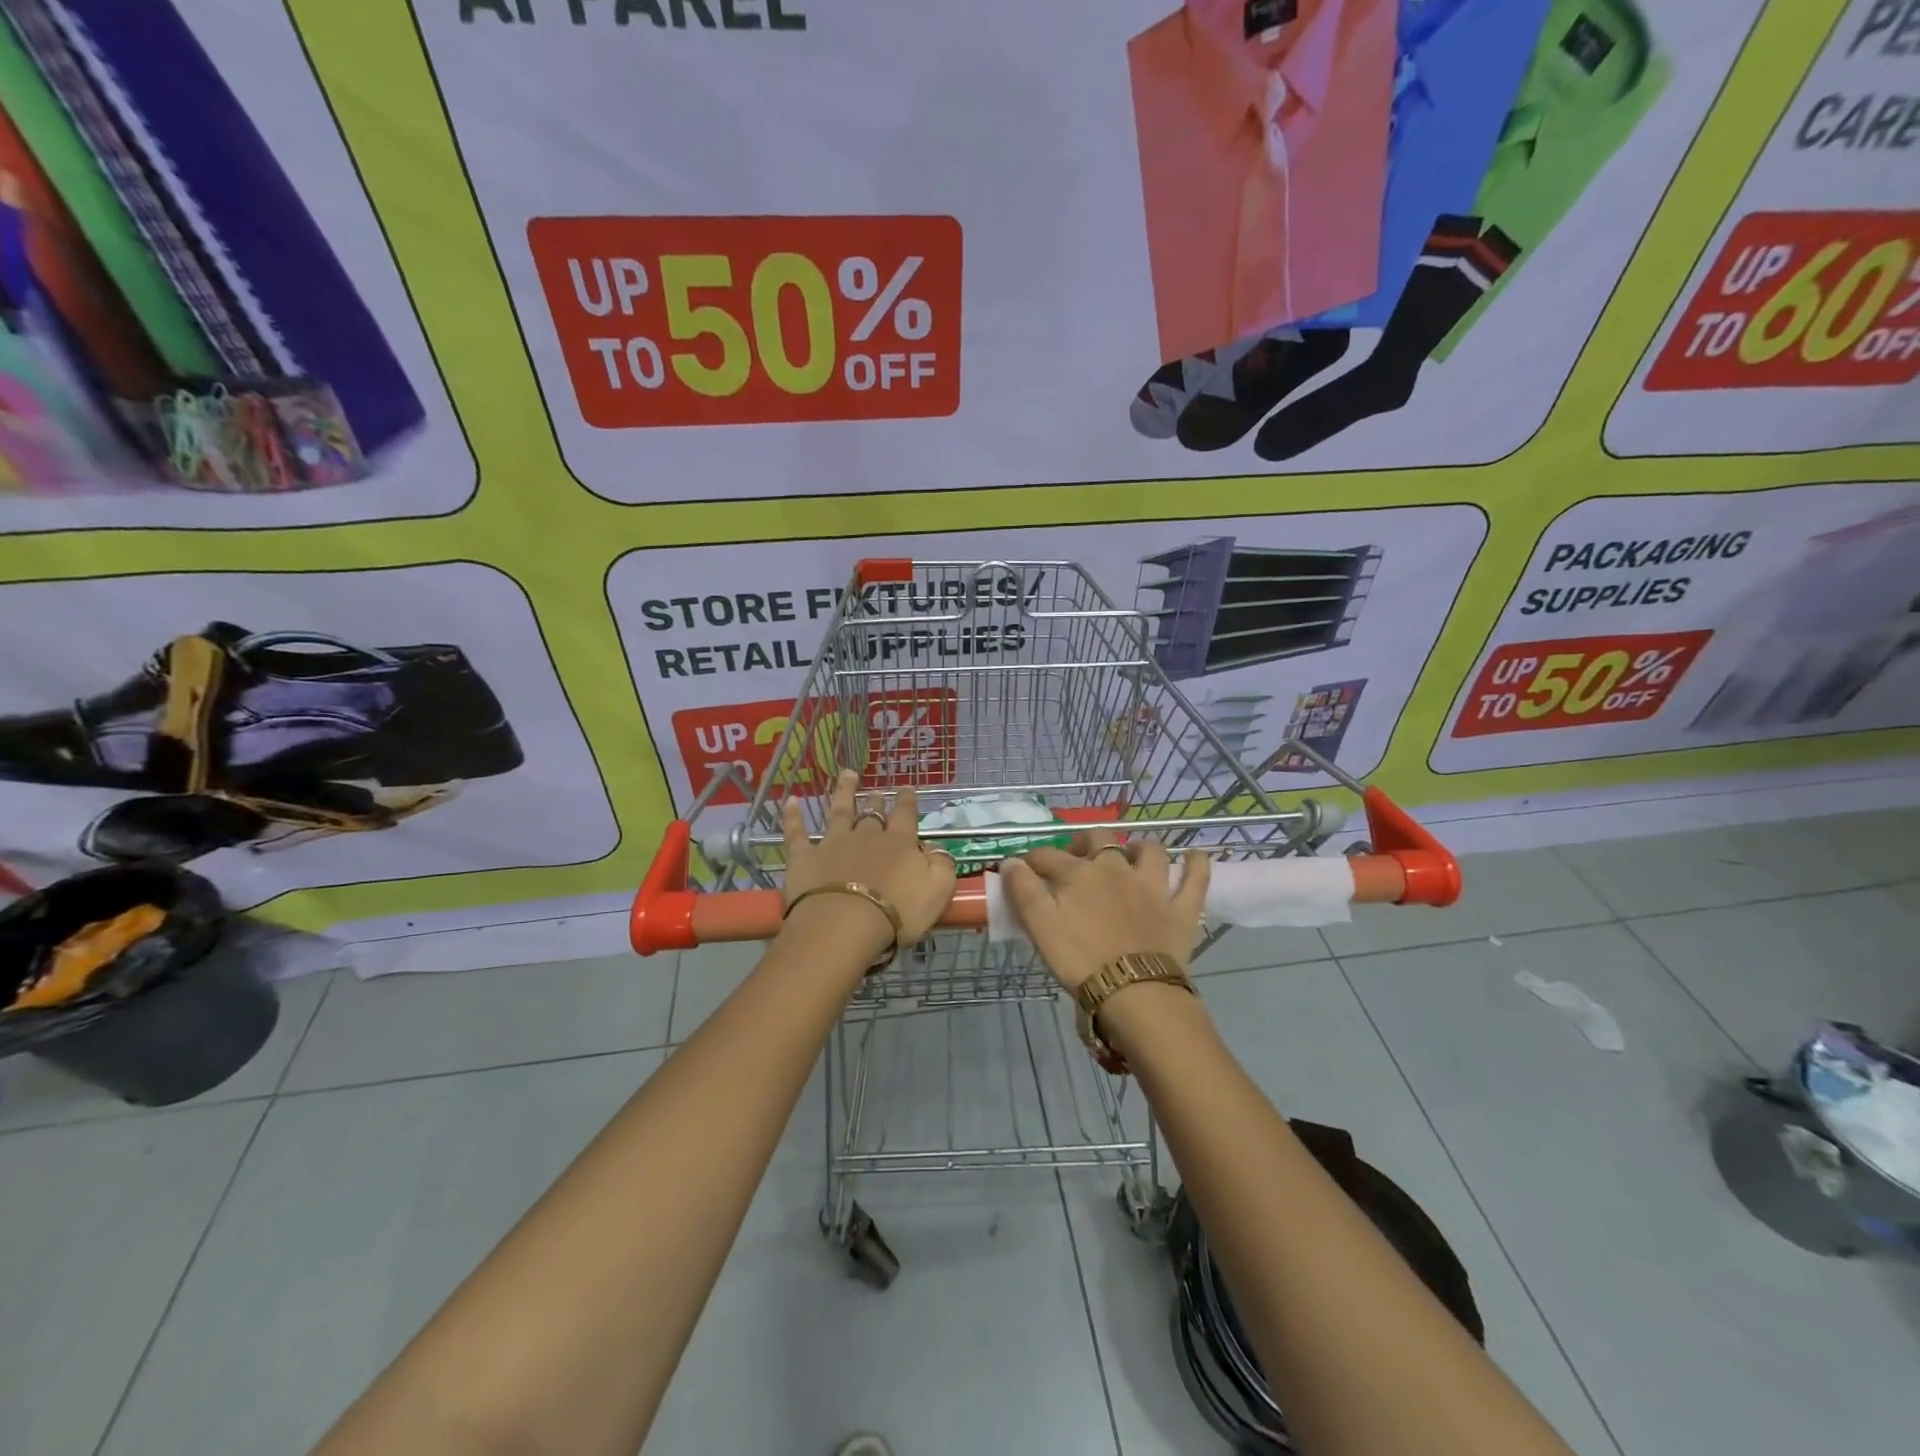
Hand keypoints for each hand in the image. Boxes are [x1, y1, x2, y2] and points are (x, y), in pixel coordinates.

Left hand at [780, 771, 957, 955]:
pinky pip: (797, 832)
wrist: (845, 924)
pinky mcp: (804, 857)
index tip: (907, 789)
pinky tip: (791, 801)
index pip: (906, 816)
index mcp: (900, 843)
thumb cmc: (898, 912)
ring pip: (839, 812)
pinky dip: (793, 817)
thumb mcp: (938, 890)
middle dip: (876, 801)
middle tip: (877, 792)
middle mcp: (867, 836)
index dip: (907, 802)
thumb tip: (935, 848)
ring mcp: (833, 843)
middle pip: (872, 814)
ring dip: (844, 792)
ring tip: (847, 775)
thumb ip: (942, 865)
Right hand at [1000, 830, 1210, 992]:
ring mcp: (1153, 886)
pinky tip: (1195, 856)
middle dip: (1085, 842)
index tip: (1023, 869)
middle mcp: (1117, 868)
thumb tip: (1011, 861)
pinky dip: (1197, 864)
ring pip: (1150, 851)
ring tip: (1132, 855)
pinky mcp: (1181, 907)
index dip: (1032, 860)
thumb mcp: (1040, 926)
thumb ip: (1023, 890)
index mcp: (1079, 873)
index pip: (1048, 856)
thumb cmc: (1080, 960)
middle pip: (1099, 839)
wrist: (1134, 992)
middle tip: (1076, 858)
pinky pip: (1196, 877)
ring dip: (1139, 848)